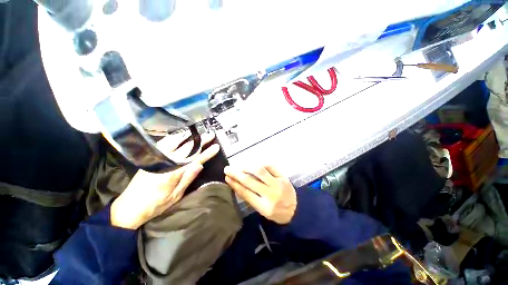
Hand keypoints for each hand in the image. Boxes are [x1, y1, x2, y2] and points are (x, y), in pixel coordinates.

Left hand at [111, 132, 219, 229]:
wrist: (128, 208)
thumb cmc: (155, 205)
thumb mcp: (175, 196)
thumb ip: (187, 179)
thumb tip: (200, 165)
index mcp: (173, 173)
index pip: (195, 159)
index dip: (207, 153)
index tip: (216, 147)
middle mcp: (165, 163)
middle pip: (187, 148)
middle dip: (200, 141)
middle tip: (210, 135)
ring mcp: (156, 159)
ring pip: (174, 143)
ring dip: (187, 136)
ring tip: (197, 132)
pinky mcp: (150, 159)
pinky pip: (163, 144)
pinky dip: (172, 138)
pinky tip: (178, 136)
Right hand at [224, 165, 296, 223]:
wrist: (297, 209)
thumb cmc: (277, 212)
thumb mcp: (262, 211)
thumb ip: (251, 198)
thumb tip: (237, 185)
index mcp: (264, 206)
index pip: (246, 193)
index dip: (235, 184)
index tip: (227, 178)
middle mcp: (271, 194)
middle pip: (250, 181)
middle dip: (236, 174)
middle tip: (228, 169)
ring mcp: (278, 183)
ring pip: (260, 171)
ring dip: (247, 167)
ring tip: (241, 167)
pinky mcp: (283, 176)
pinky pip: (270, 166)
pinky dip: (260, 164)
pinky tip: (254, 165)